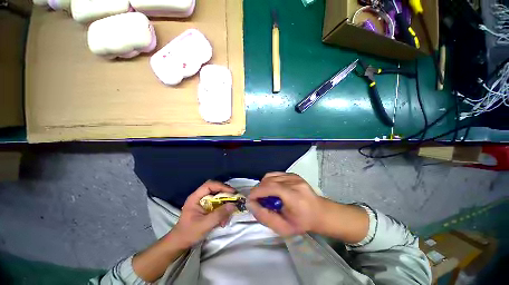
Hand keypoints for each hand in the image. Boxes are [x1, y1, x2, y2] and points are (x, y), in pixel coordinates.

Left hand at [171, 180, 236, 246]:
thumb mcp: (204, 225)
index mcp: (196, 197)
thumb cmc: (189, 233)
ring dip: (225, 205)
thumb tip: (233, 205)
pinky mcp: (207, 208)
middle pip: (216, 189)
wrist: (180, 243)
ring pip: (218, 198)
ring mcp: (204, 202)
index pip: (209, 185)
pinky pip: (218, 205)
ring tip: (228, 215)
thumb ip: (219, 215)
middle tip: (235, 200)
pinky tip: (223, 221)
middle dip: (226, 195)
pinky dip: (223, 211)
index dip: (221, 186)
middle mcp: (200, 197)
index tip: (232, 192)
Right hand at [248, 172, 323, 236]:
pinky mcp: (293, 174)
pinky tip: (272, 189)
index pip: (271, 187)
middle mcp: (294, 182)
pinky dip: (269, 181)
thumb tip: (251, 204)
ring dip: (263, 185)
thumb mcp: (283, 228)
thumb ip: (265, 217)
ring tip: (265, 195)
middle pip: (269, 180)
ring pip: (270, 176)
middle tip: (257, 201)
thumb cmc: (302, 222)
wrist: (320, 212)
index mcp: (294, 196)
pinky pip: (275, 174)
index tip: (250, 199)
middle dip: (258, 190)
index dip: (257, 192)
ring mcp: (294, 176)